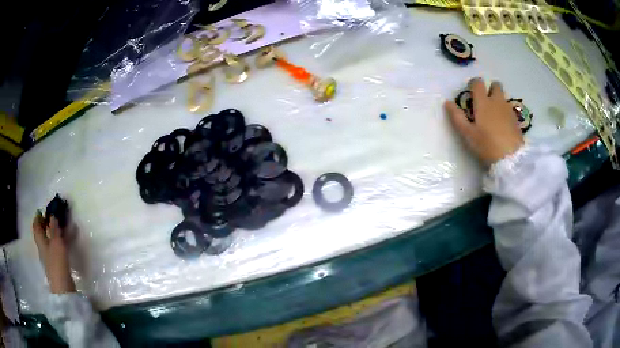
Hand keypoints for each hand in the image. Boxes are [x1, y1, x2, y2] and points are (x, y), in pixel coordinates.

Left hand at [32, 212, 75, 293]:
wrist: (63, 287)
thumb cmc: (56, 262)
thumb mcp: (56, 242)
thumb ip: (54, 228)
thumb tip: (52, 215)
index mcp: (40, 240)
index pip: (36, 225)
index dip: (38, 217)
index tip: (42, 210)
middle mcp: (43, 247)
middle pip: (42, 232)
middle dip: (47, 224)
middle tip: (53, 216)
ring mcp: (50, 256)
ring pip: (50, 240)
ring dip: (55, 232)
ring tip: (63, 226)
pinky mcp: (57, 263)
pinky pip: (57, 247)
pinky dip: (61, 241)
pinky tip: (68, 240)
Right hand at [445, 78, 523, 166]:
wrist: (511, 158)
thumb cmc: (486, 145)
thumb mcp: (467, 134)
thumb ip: (457, 116)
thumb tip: (447, 102)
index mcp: (483, 102)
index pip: (478, 83)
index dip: (474, 84)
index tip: (471, 92)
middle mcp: (497, 101)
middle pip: (495, 85)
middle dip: (490, 88)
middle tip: (485, 101)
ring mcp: (508, 109)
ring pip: (503, 97)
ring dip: (498, 100)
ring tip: (494, 114)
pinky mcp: (516, 119)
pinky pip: (509, 109)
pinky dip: (505, 111)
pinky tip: (503, 124)